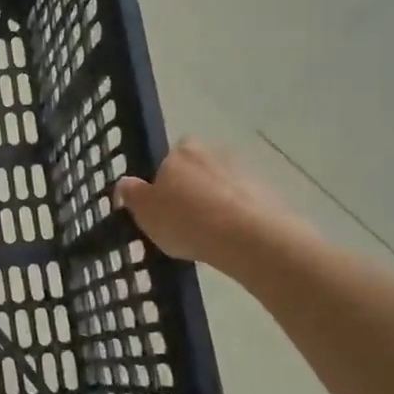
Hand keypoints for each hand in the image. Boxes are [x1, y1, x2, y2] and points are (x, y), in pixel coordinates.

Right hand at [114, 140, 310, 263]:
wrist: (247, 237)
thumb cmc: (186, 220)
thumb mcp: (145, 212)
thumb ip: (132, 194)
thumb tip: (124, 182)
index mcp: (181, 151)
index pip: (169, 158)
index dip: (166, 180)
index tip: (164, 205)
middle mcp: (213, 152)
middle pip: (198, 169)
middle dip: (193, 189)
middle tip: (185, 221)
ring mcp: (244, 171)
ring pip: (223, 186)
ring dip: (217, 203)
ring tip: (209, 236)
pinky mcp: (269, 193)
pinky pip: (245, 203)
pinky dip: (238, 217)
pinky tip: (231, 241)